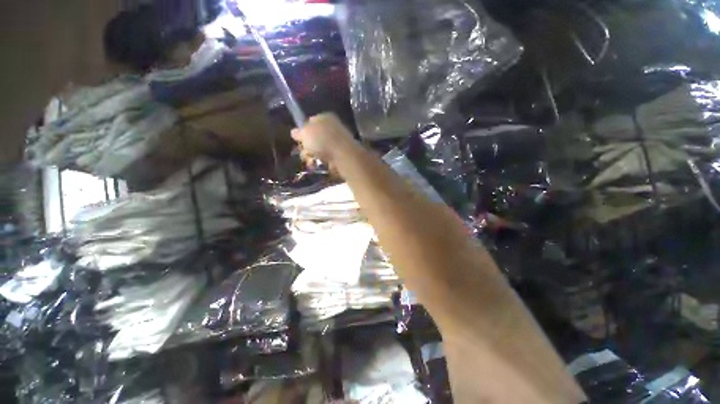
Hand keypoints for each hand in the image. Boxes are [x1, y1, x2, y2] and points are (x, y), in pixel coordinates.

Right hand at [291, 113, 356, 169]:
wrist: (343, 155)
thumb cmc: (322, 140)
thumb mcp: (305, 132)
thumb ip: (299, 132)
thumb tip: (295, 132)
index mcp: (325, 117)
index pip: (310, 121)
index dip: (303, 131)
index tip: (298, 140)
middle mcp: (333, 127)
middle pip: (315, 137)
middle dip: (307, 146)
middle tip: (304, 152)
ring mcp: (338, 142)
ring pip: (320, 149)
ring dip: (313, 156)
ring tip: (311, 160)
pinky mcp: (341, 154)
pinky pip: (327, 157)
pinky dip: (322, 161)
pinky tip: (319, 164)